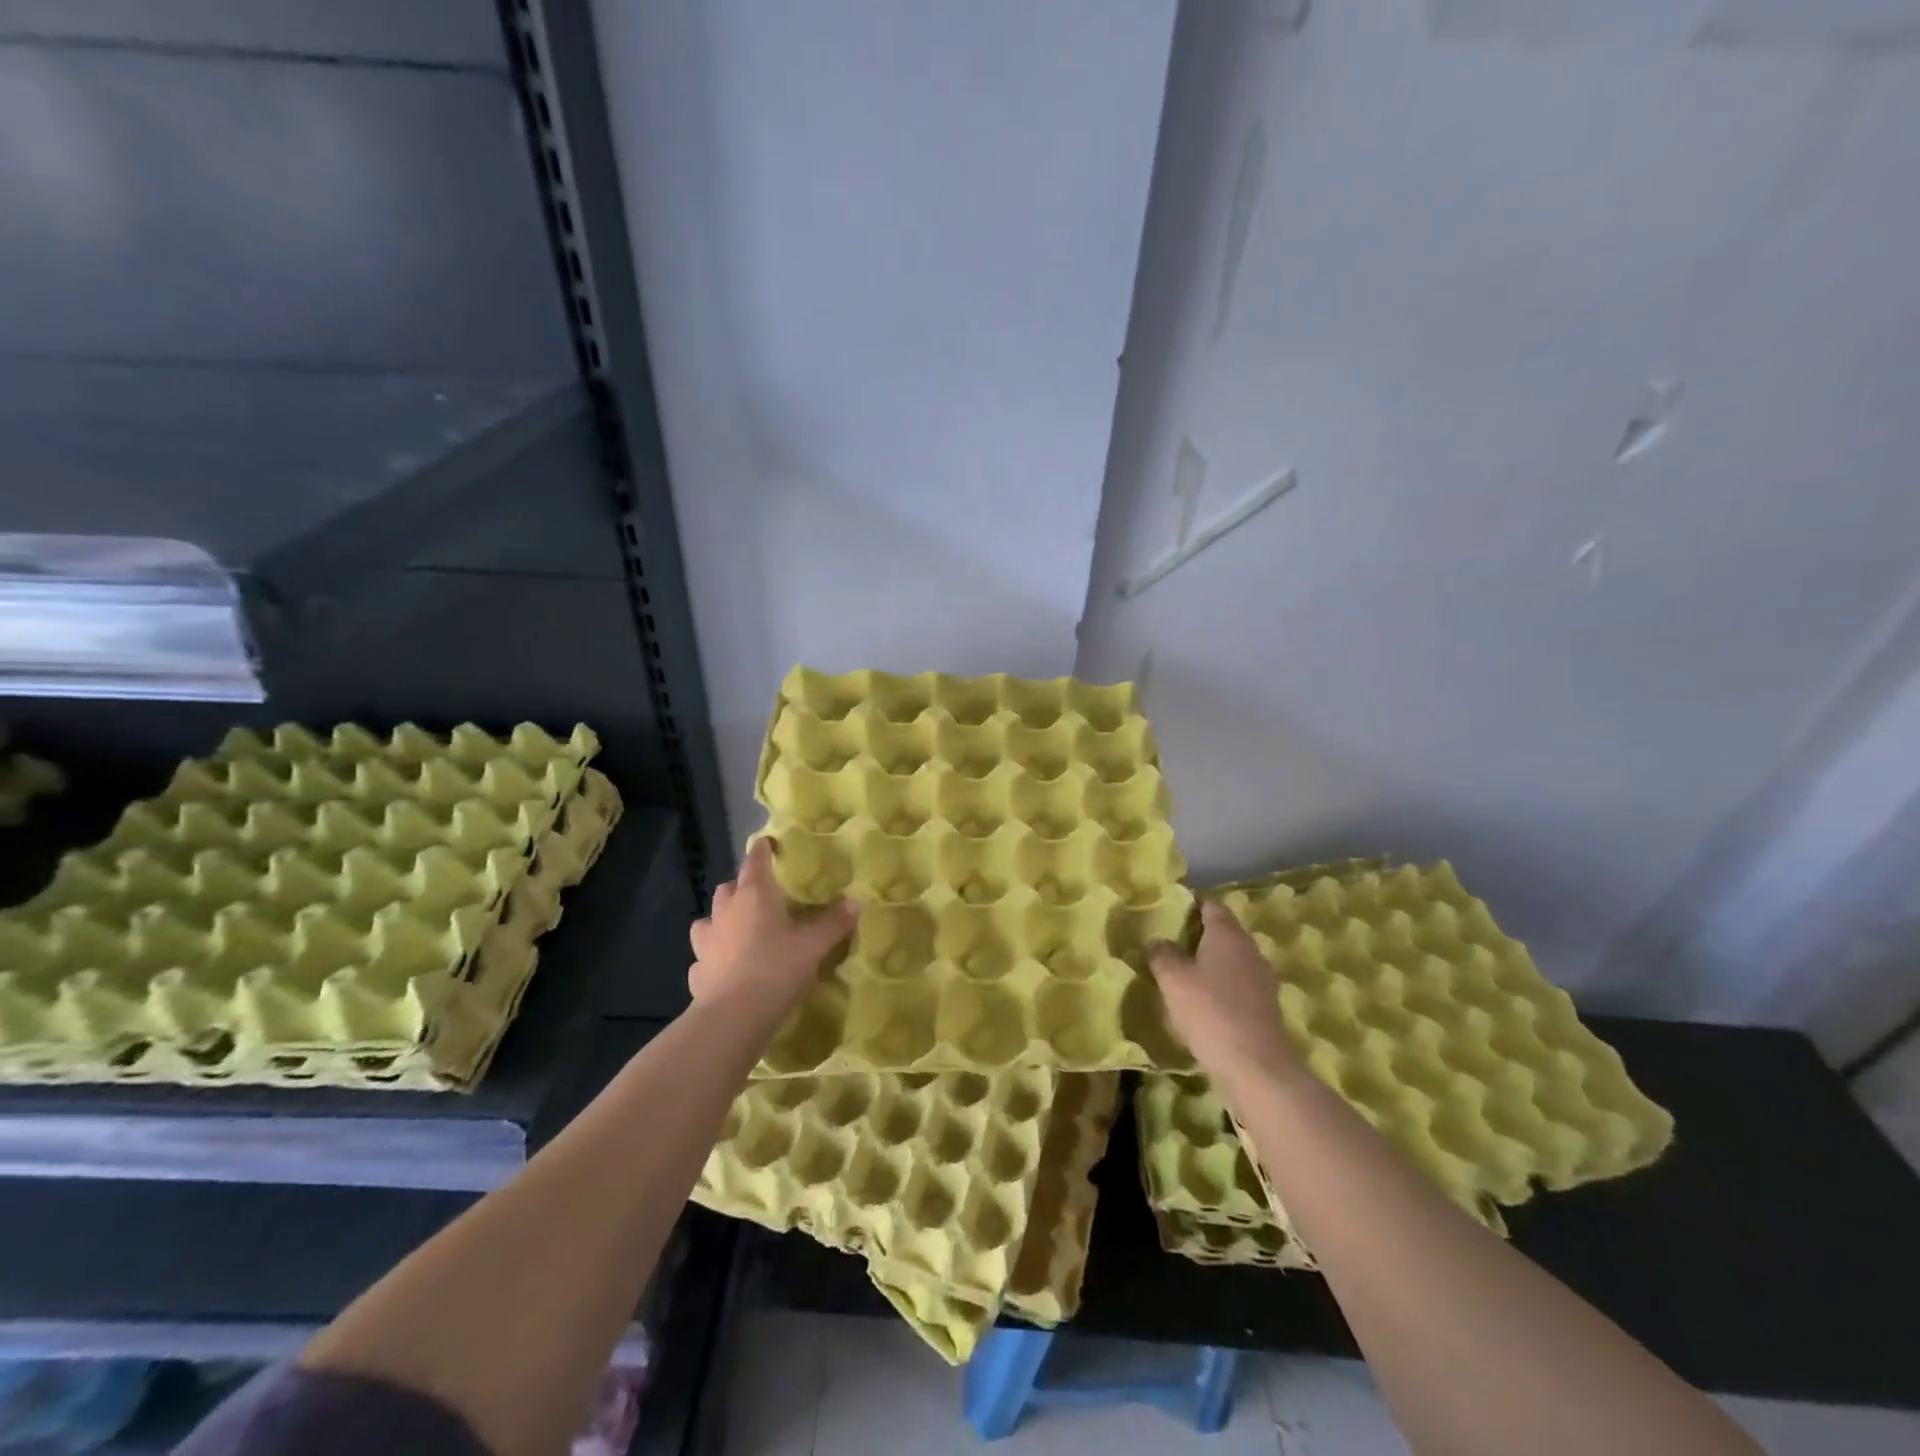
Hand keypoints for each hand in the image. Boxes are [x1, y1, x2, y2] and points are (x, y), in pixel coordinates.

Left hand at [688, 837, 859, 1010]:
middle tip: (761, 896)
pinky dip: (714, 957)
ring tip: (738, 930)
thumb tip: (856, 901)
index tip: (768, 844)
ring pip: (708, 919)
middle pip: (728, 887)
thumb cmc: (776, 969)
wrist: (733, 1017)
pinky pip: (704, 957)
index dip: (762, 850)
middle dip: (741, 887)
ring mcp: (706, 942)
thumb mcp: (814, 946)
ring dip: (721, 920)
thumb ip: (834, 922)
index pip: (755, 861)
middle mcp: (726, 911)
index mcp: (754, 895)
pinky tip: (725, 968)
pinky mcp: (697, 971)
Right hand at [1148, 900, 1301, 1085]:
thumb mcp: (1173, 979)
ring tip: (1183, 971)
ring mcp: (1261, 978)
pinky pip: (1238, 983)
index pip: (1211, 905)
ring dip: (1210, 961)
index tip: (1170, 910)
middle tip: (1170, 941)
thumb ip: (1162, 954)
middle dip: (1199, 933)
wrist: (1255, 1065)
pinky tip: (1203, 1000)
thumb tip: (1158, 941)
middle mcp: (1249, 949)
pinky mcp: (1265, 1005)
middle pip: (1223, 931)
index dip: (1191, 904)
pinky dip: (1221, 985)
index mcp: (1228, 934)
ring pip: (1232, 958)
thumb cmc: (1209, 1011)